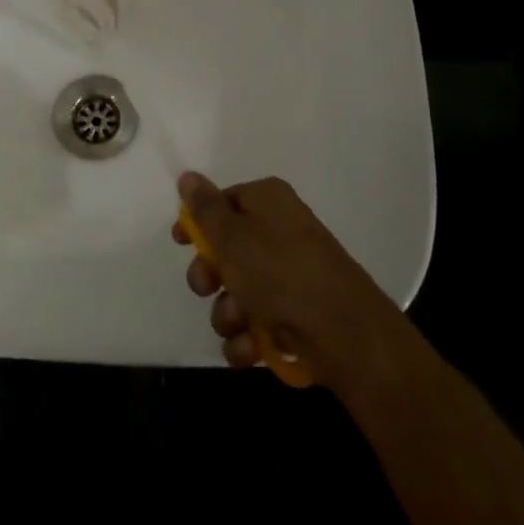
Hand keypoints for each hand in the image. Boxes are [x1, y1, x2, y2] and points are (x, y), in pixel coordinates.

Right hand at [173, 172, 407, 392]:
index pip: (223, 202)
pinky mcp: (295, 315)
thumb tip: (188, 176)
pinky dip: (248, 338)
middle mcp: (279, 233)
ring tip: (241, 323)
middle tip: (209, 287)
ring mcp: (289, 276)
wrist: (344, 334)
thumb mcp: (232, 236)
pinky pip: (255, 323)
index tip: (179, 243)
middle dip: (210, 276)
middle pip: (226, 250)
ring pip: (237, 293)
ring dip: (228, 313)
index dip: (198, 223)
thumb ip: (205, 208)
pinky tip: (252, 348)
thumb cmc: (281, 273)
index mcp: (268, 202)